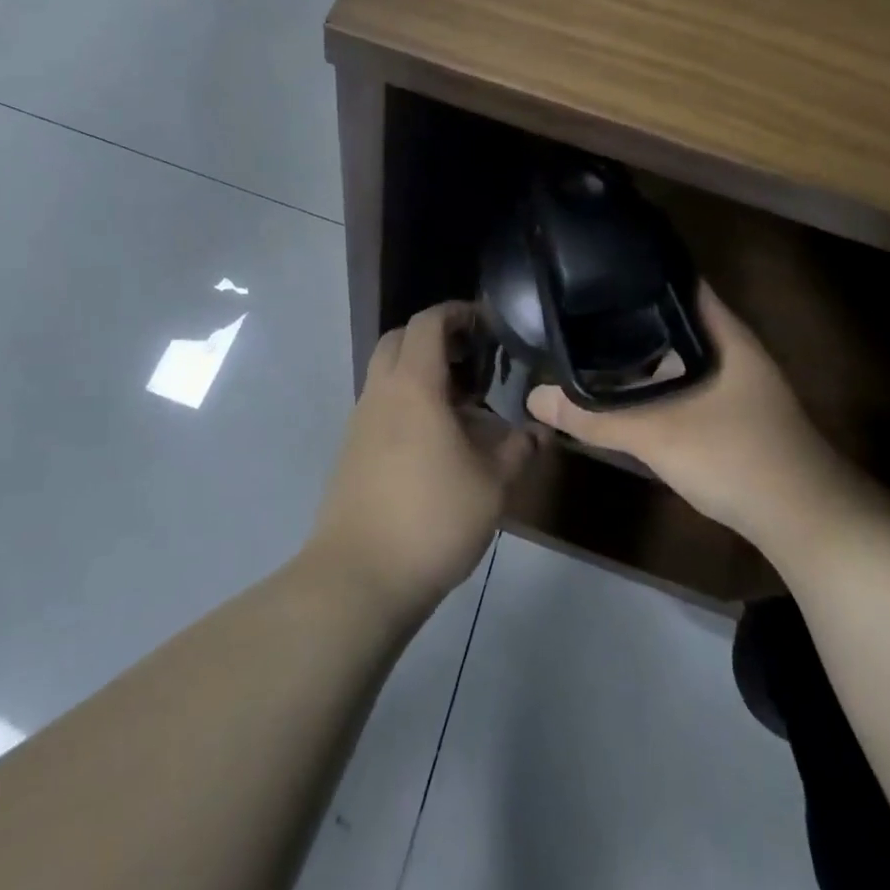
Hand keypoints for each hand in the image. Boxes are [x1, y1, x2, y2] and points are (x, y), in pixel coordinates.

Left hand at [306, 302, 534, 620]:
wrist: (358, 577)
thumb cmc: (432, 519)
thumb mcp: (492, 485)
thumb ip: (518, 449)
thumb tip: (537, 431)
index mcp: (413, 386)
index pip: (428, 323)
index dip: (456, 312)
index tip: (486, 322)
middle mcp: (381, 392)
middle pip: (399, 339)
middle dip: (435, 337)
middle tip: (472, 359)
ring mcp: (360, 421)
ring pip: (387, 373)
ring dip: (420, 372)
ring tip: (461, 404)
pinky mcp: (352, 450)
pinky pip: (381, 405)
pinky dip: (407, 402)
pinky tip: (436, 440)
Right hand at [527, 285, 861, 558]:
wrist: (805, 521)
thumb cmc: (736, 456)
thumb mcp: (657, 435)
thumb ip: (594, 416)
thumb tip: (534, 397)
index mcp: (722, 331)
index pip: (677, 278)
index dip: (637, 266)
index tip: (593, 263)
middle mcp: (729, 346)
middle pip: (672, 314)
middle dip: (628, 309)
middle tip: (577, 303)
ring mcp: (734, 379)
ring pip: (677, 350)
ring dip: (641, 348)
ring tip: (589, 338)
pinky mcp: (730, 409)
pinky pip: (683, 378)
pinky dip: (654, 378)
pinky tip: (623, 388)